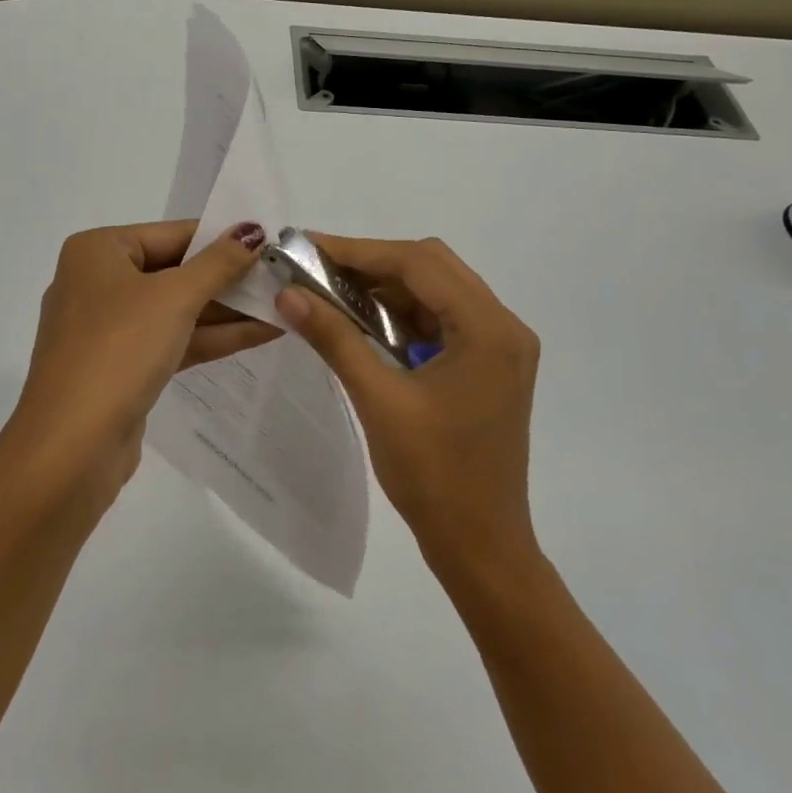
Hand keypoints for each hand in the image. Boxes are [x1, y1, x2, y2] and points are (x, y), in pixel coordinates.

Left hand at [1, 220, 279, 501]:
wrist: (71, 447)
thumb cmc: (119, 350)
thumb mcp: (175, 298)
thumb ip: (219, 263)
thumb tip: (253, 231)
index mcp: (98, 251)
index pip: (173, 234)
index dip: (224, 240)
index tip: (272, 245)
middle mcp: (98, 282)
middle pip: (176, 271)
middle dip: (229, 278)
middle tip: (283, 278)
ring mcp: (109, 328)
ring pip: (177, 309)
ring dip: (228, 310)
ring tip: (284, 305)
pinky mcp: (122, 366)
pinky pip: (172, 339)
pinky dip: (212, 337)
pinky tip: (261, 333)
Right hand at [274, 235, 540, 576]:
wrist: (481, 546)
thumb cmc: (434, 477)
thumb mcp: (379, 401)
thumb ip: (334, 339)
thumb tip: (288, 294)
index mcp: (489, 329)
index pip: (419, 264)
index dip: (359, 251)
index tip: (307, 246)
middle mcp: (503, 326)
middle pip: (431, 268)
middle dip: (371, 264)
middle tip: (316, 269)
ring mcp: (500, 346)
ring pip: (435, 291)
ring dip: (385, 289)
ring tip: (330, 293)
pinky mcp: (488, 365)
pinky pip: (441, 320)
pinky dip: (401, 315)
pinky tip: (363, 324)